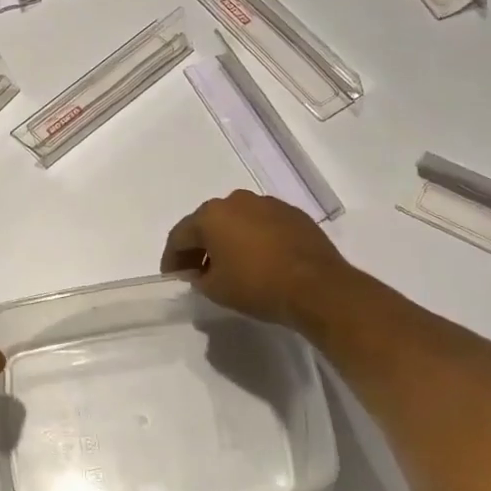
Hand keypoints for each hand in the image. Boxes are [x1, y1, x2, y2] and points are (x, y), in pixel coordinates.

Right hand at [160, 189, 371, 331]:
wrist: (317, 287)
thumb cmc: (258, 286)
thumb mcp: (216, 290)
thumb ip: (198, 278)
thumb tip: (200, 271)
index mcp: (211, 215)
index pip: (180, 235)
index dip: (172, 258)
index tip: (172, 276)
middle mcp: (236, 201)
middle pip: (208, 222)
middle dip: (200, 245)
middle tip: (197, 269)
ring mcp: (268, 204)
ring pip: (237, 220)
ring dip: (229, 239)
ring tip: (230, 264)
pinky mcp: (293, 214)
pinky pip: (263, 224)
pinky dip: (255, 238)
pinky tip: (260, 259)